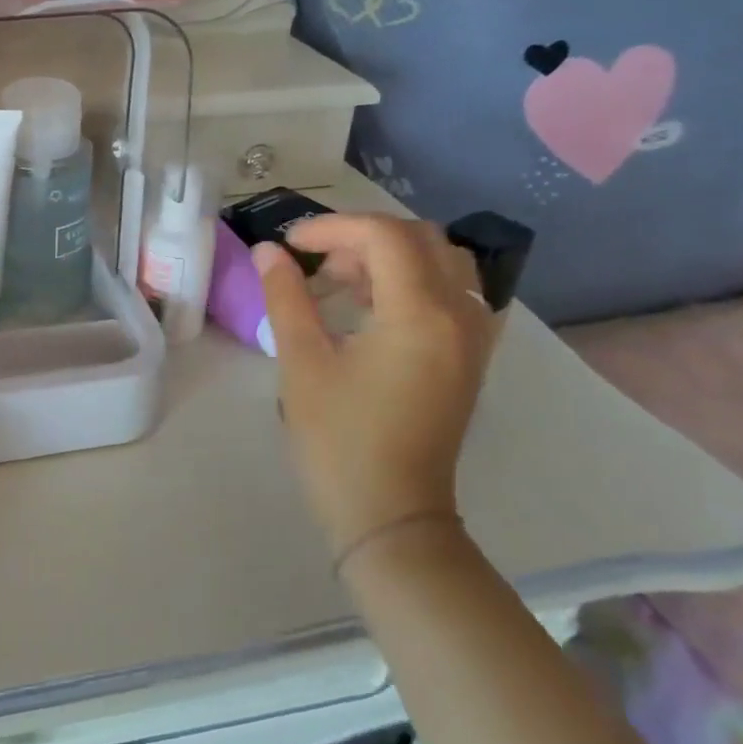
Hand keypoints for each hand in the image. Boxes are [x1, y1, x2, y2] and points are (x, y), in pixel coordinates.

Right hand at [253, 215, 491, 550]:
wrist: (390, 515)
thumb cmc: (339, 439)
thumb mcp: (302, 362)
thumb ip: (286, 296)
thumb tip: (269, 251)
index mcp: (420, 315)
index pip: (385, 237)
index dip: (332, 228)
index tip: (290, 245)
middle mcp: (460, 316)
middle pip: (421, 240)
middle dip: (363, 238)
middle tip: (317, 263)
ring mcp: (473, 339)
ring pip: (444, 263)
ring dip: (392, 257)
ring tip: (344, 284)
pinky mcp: (470, 359)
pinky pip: (454, 294)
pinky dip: (414, 282)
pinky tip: (374, 309)